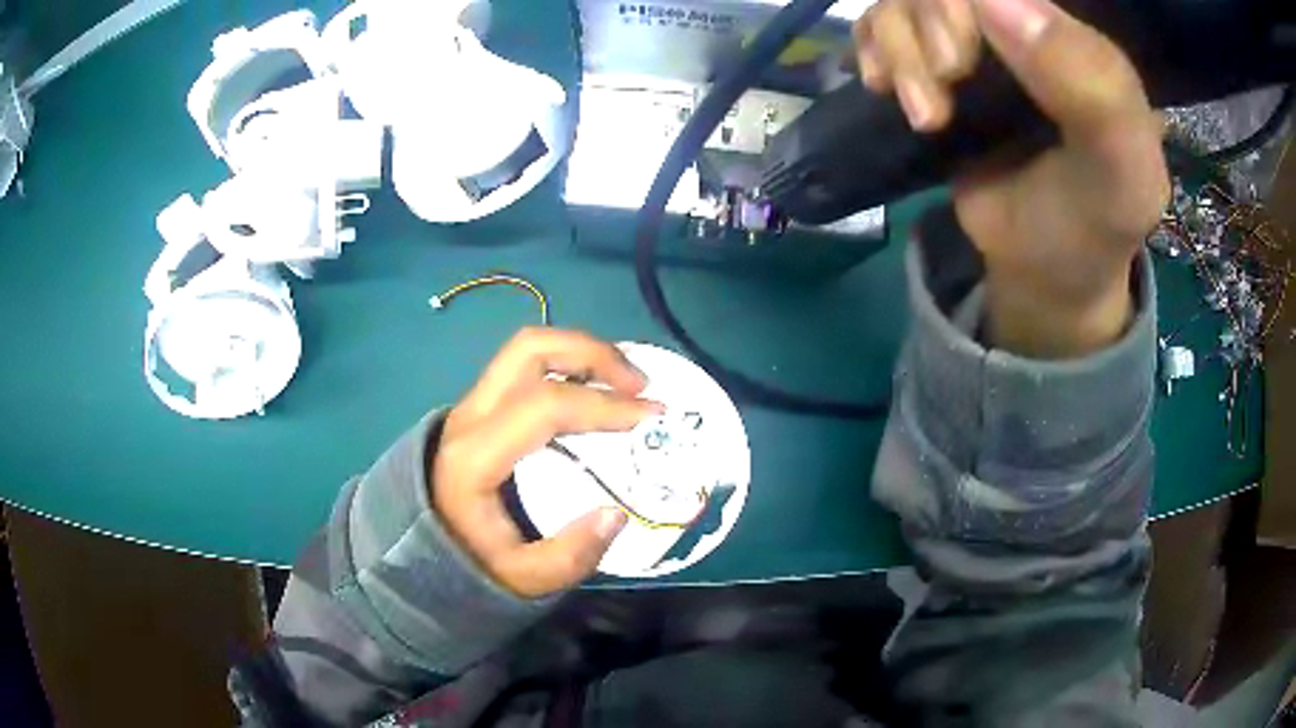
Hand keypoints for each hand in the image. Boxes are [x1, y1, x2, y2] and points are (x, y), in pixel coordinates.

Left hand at [433, 328, 662, 598]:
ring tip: (625, 380)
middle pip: (529, 349)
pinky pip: (524, 365)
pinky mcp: (479, 405)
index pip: (544, 405)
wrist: (419, 548)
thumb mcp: (524, 580)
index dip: (603, 404)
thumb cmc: (471, 563)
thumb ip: (571, 556)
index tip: (650, 416)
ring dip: (581, 351)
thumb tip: (618, 512)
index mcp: (474, 457)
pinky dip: (567, 363)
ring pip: (526, 348)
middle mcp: (469, 416)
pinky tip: (595, 387)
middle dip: (593, 353)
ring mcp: (471, 404)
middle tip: (640, 384)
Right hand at [855, 0, 1169, 356]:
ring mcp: (971, 42)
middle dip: (925, 33)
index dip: (960, 6)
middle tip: (945, 97)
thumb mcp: (1122, 170)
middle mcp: (1017, 24)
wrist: (1047, 268)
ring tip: (927, 118)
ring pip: (903, 1)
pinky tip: (884, 88)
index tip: (960, 66)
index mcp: (1067, 34)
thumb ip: (1094, 90)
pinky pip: (879, 24)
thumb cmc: (1094, 220)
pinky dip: (871, 49)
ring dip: (898, 53)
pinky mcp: (933, 66)